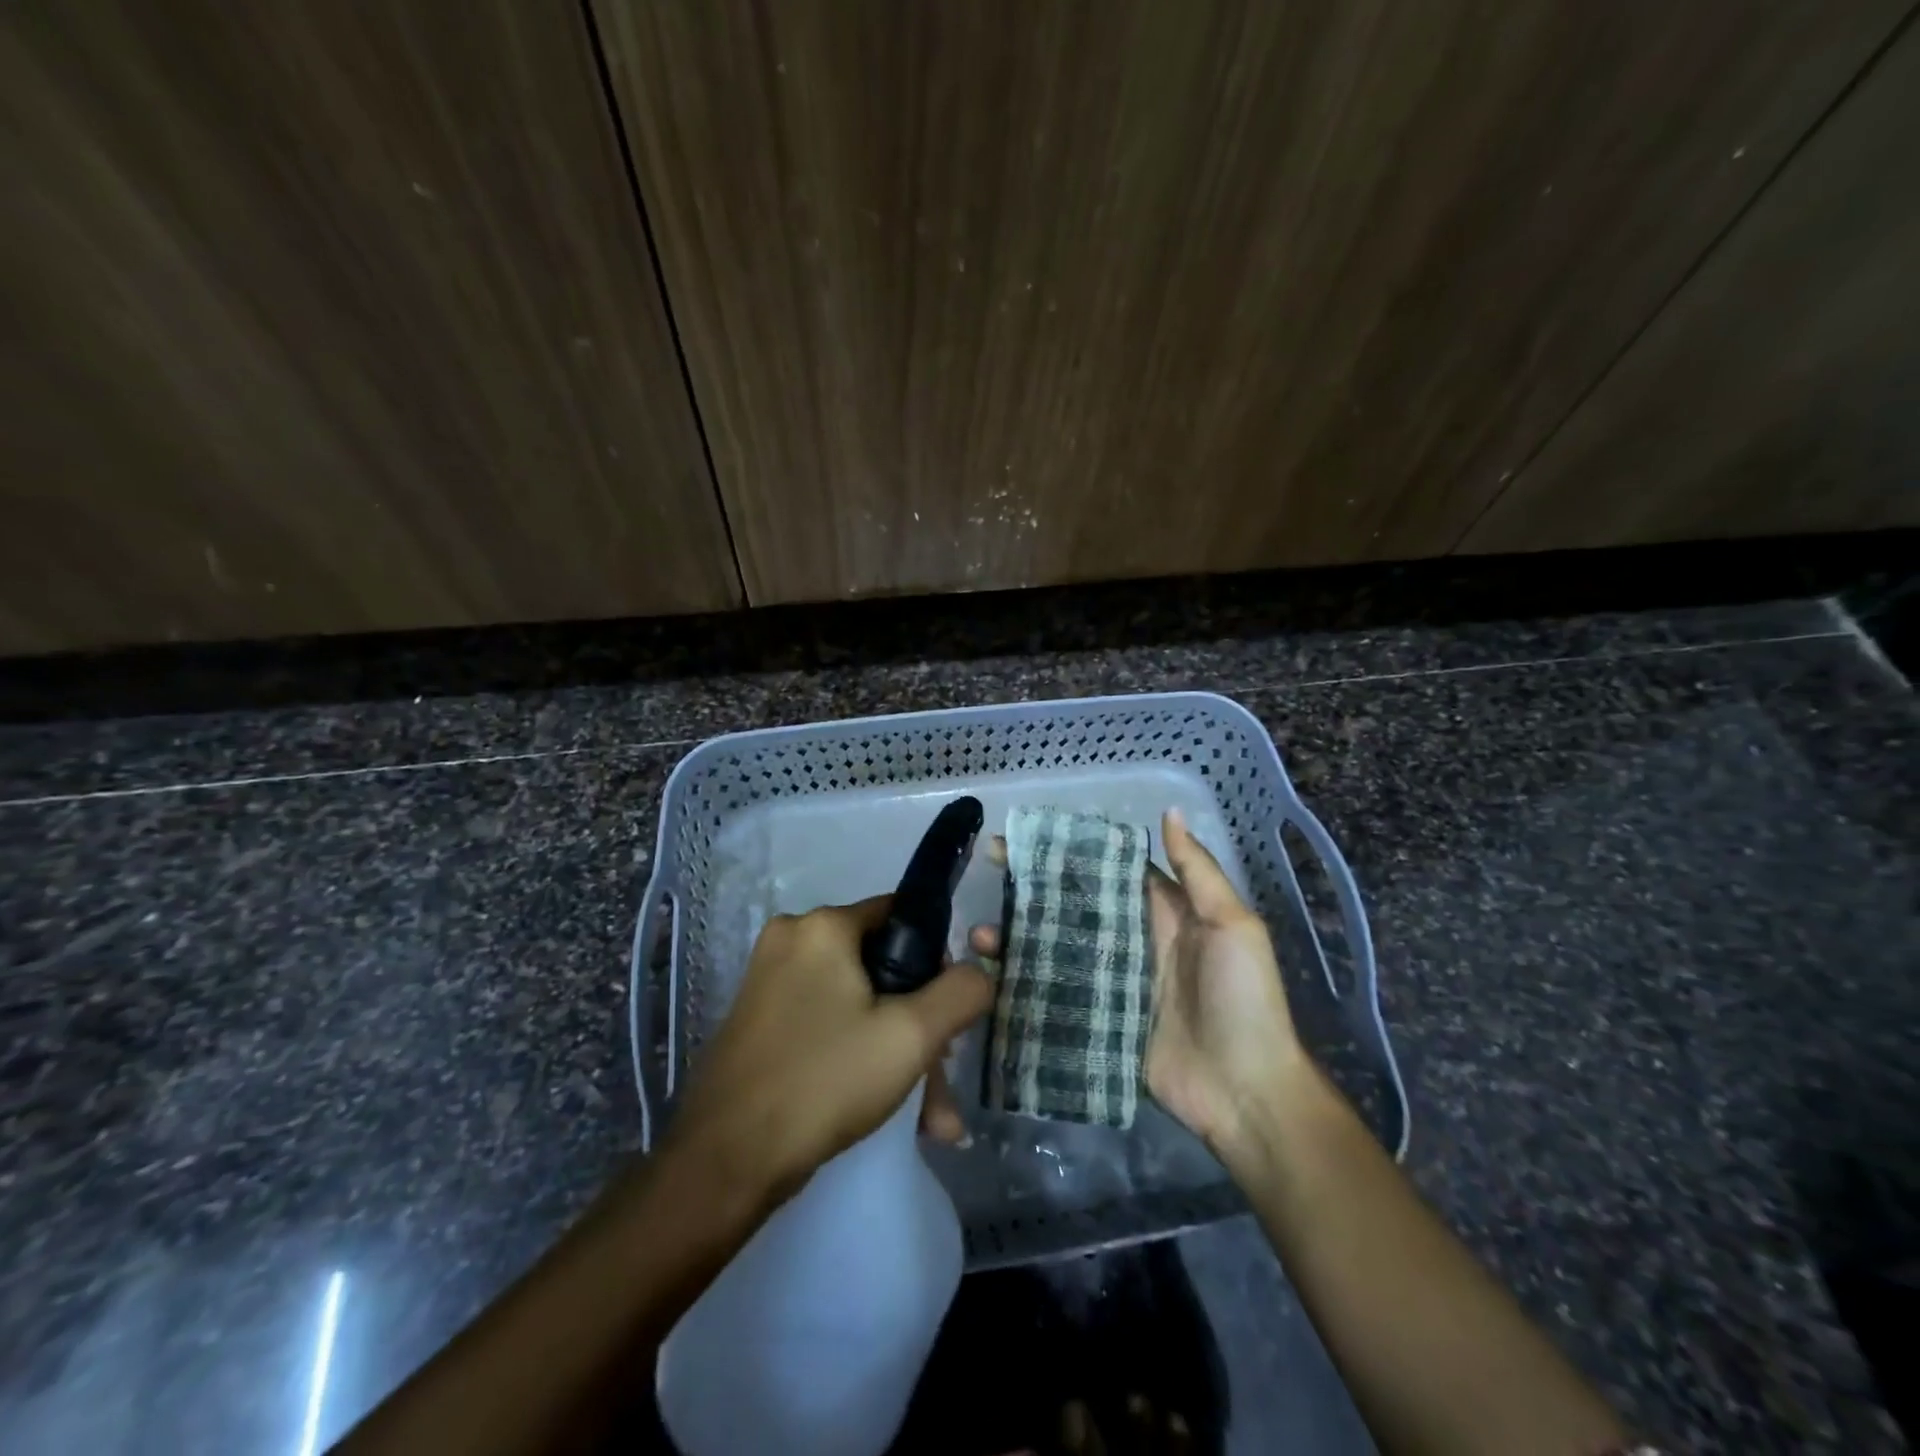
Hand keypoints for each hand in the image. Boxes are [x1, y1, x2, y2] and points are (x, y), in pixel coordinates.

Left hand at [668, 896, 993, 1207]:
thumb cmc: (824, 1079)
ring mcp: (769, 981)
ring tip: (931, 1118)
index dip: (935, 960)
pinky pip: (827, 1024)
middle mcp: (791, 939)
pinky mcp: (759, 1020)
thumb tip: (980, 972)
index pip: (900, 916)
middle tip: (941, 1079)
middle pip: (880, 967)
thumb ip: (960, 993)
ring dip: (896, 1053)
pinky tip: (891, 1110)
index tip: (947, 1011)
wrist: (725, 1161)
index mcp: (822, 925)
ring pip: (857, 1004)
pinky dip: (859, 1057)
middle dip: (918, 1025)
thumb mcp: (911, 1035)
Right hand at [970, 809, 1305, 1155]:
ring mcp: (1110, 983)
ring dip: (1019, 936)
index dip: (1074, 850)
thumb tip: (1170, 812)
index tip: (1030, 834)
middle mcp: (1130, 941)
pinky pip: (1056, 995)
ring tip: (981, 934)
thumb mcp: (1233, 926)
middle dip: (1035, 886)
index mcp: (1161, 912)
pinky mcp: (1097, 1021)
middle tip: (990, 868)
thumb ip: (1198, 871)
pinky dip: (1024, 983)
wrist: (1247, 1095)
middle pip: (1075, 905)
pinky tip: (991, 976)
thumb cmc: (1244, 999)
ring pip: (1057, 948)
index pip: (1109, 870)